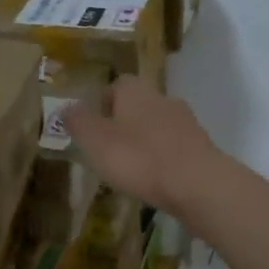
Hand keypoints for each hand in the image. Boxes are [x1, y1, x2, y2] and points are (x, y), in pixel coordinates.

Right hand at [65, 74, 222, 215]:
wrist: (198, 184)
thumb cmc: (139, 158)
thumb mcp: (96, 140)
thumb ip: (79, 122)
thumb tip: (66, 107)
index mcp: (136, 91)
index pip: (117, 84)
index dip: (103, 102)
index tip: (94, 125)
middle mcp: (163, 99)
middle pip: (139, 104)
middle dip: (124, 122)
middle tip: (108, 148)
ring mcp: (187, 123)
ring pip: (158, 126)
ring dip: (145, 141)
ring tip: (131, 168)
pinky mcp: (201, 148)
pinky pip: (175, 148)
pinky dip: (163, 159)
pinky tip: (155, 179)